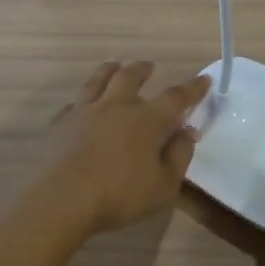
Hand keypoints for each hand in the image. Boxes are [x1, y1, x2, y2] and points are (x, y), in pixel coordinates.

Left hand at [43, 61, 209, 234]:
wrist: (60, 200)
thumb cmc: (118, 195)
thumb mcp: (163, 185)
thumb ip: (178, 155)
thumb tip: (188, 131)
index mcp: (146, 120)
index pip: (175, 98)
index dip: (192, 89)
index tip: (204, 79)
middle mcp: (116, 107)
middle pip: (130, 77)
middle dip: (143, 69)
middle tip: (149, 65)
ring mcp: (84, 112)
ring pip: (98, 80)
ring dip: (109, 70)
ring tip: (113, 65)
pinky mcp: (60, 124)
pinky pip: (74, 102)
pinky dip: (83, 98)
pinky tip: (81, 103)